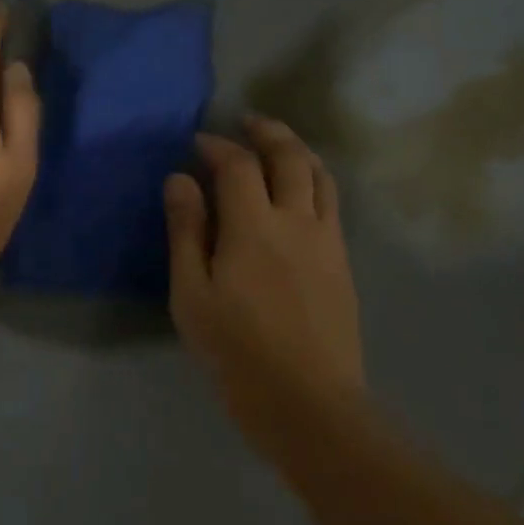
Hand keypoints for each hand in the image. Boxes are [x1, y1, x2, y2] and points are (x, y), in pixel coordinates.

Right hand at [165, 117, 364, 417]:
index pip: (238, 165)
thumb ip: (186, 232)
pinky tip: (302, 191)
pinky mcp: (343, 262)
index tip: (200, 142)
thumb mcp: (192, 296)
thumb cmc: (236, 352)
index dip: (218, 146)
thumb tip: (180, 180)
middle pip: (290, 157)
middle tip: (248, 122)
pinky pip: (332, 204)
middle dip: (268, 132)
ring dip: (298, 150)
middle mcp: (297, 220)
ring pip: (320, 175)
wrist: (307, 402)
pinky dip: (315, 181)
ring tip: (280, 144)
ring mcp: (327, 240)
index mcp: (253, 226)